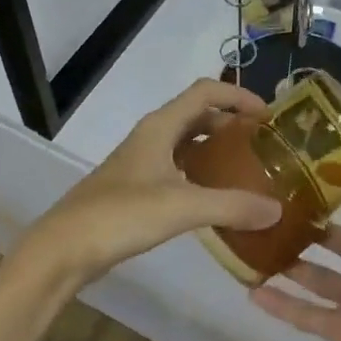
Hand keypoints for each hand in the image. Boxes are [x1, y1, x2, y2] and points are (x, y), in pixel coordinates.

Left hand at [17, 80, 280, 287]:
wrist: (62, 249)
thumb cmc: (121, 215)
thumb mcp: (182, 207)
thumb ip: (231, 205)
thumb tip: (277, 209)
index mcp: (160, 126)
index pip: (205, 92)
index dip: (238, 95)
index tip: (268, 114)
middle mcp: (151, 136)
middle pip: (196, 115)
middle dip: (230, 122)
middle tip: (262, 143)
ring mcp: (140, 162)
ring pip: (185, 143)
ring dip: (214, 148)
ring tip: (246, 169)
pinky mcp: (134, 188)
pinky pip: (176, 168)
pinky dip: (199, 174)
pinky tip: (214, 199)